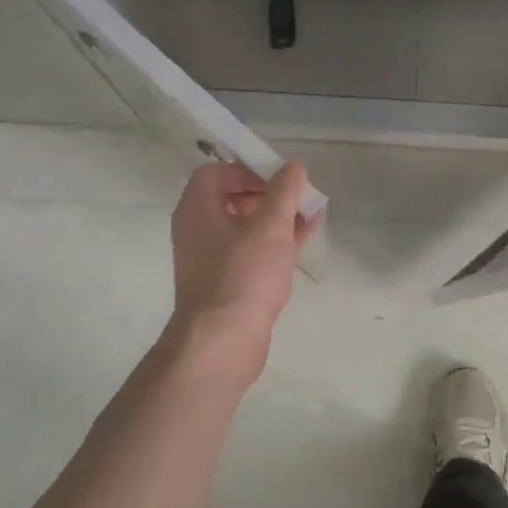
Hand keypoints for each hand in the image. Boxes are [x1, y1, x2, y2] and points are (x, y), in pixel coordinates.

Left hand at [166, 161, 319, 383]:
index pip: (217, 172)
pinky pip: (252, 251)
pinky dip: (276, 241)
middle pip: (232, 198)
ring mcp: (211, 259)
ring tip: (310, 214)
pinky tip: (306, 237)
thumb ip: (284, 190)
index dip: (249, 169)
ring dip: (277, 217)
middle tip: (297, 197)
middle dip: (269, 194)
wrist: (222, 343)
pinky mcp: (227, 283)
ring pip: (246, 226)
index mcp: (197, 208)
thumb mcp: (271, 225)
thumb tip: (293, 164)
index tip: (279, 178)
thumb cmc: (243, 274)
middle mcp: (198, 229)